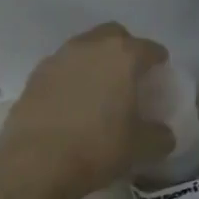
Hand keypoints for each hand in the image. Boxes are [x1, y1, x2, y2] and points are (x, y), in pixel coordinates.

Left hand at [0, 23, 176, 198]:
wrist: (35, 163)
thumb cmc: (97, 148)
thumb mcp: (140, 148)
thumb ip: (159, 136)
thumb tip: (163, 134)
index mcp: (123, 56)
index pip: (150, 48)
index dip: (158, 61)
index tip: (161, 76)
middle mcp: (90, 46)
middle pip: (114, 35)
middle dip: (125, 49)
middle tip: (130, 76)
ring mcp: (59, 58)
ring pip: (84, 48)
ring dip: (95, 61)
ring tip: (99, 90)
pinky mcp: (35, 75)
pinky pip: (62, 67)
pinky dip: (71, 77)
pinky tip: (72, 102)